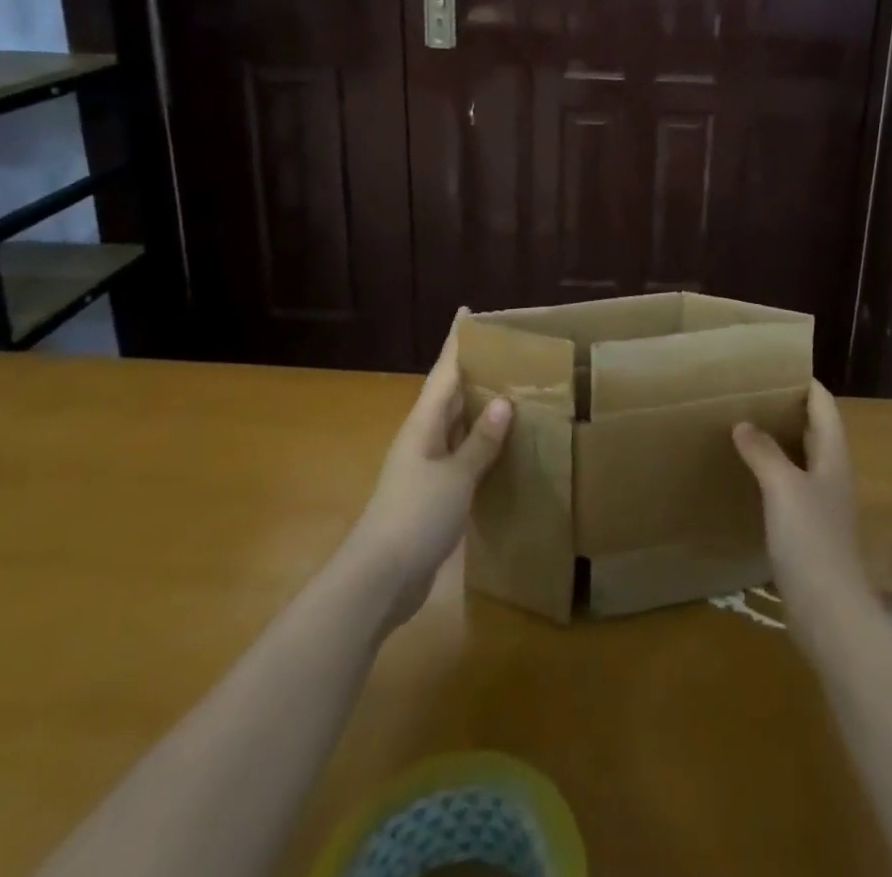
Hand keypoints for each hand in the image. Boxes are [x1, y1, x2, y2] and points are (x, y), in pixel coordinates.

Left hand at [339, 315, 513, 631]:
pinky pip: (461, 456)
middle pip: (449, 395)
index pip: (443, 372)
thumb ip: (480, 441)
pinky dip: (481, 445)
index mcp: (423, 425)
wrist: (379, 580)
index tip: (467, 312)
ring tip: (512, 390)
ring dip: (479, 408)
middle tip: (506, 350)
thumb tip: (503, 401)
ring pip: (456, 426)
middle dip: (472, 371)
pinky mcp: (432, 494)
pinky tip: (502, 448)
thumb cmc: (415, 516)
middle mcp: (423, 438)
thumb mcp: (455, 476)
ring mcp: (425, 467)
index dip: (456, 343)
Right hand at [733, 381, 873, 655]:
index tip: (773, 367)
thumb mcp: (783, 487)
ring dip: (778, 440)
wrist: (830, 612)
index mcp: (832, 456)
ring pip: (801, 458)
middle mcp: (831, 474)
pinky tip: (747, 476)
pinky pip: (790, 486)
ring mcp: (822, 503)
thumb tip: (743, 423)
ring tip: (743, 425)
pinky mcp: (809, 530)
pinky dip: (772, 472)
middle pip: (814, 429)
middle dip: (787, 408)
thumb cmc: (811, 541)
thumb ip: (763, 452)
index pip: (823, 405)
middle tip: (750, 393)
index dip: (804, 383)